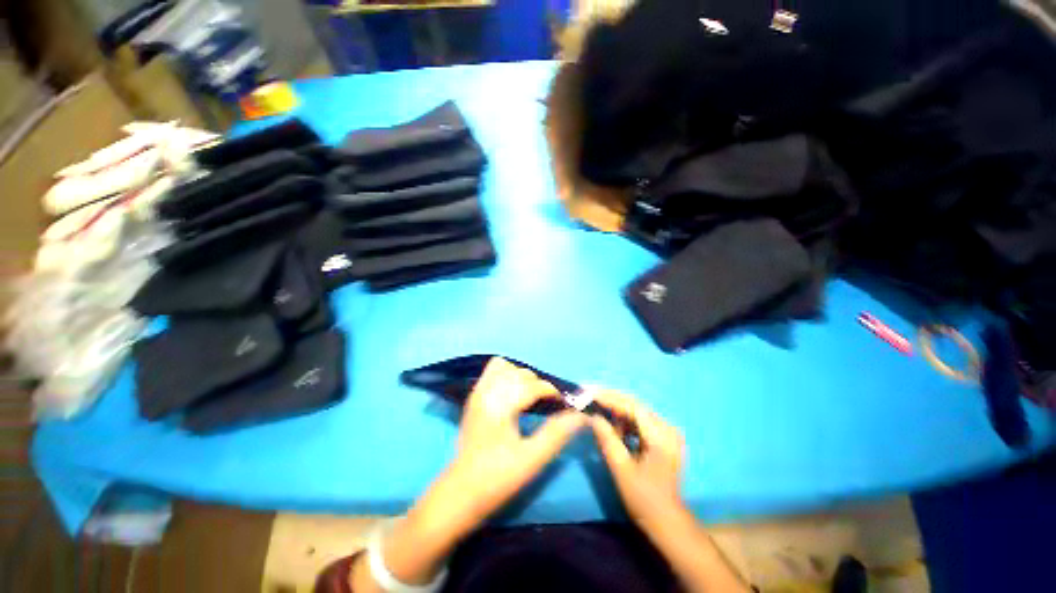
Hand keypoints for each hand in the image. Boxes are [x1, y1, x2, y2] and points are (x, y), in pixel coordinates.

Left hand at [445, 357, 588, 519]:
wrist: (461, 491)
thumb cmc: (498, 477)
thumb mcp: (532, 459)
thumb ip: (556, 434)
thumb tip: (579, 415)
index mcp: (500, 405)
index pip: (532, 385)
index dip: (552, 391)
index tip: (564, 403)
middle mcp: (487, 391)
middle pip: (520, 374)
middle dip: (538, 384)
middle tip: (550, 403)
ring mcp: (478, 392)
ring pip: (505, 367)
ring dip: (522, 376)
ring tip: (531, 395)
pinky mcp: (474, 396)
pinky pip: (492, 371)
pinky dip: (506, 373)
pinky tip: (513, 391)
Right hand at [588, 389, 685, 528]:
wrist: (666, 521)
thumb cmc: (644, 498)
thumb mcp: (622, 469)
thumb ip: (607, 439)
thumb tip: (593, 416)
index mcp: (662, 436)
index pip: (633, 407)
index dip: (610, 398)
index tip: (590, 393)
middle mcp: (667, 428)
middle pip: (635, 405)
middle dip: (611, 399)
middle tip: (589, 394)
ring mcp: (666, 432)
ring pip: (636, 411)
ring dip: (616, 408)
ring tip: (596, 406)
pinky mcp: (662, 437)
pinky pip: (639, 421)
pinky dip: (624, 419)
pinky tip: (611, 423)